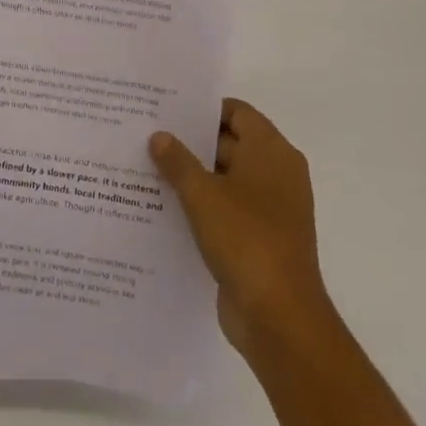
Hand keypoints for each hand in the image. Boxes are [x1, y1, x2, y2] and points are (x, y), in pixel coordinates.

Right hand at [149, 99, 325, 356]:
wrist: (279, 317)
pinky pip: (226, 208)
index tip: (166, 108)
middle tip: (147, 135)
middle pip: (230, 143)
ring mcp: (270, 208)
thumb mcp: (202, 195)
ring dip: (192, 175)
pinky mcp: (259, 238)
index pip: (237, 112)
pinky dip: (201, 204)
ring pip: (225, 178)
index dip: (202, 108)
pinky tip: (163, 206)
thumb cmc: (245, 240)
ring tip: (146, 168)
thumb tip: (159, 136)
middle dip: (190, 141)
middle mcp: (276, 173)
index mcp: (272, 152)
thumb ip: (177, 161)